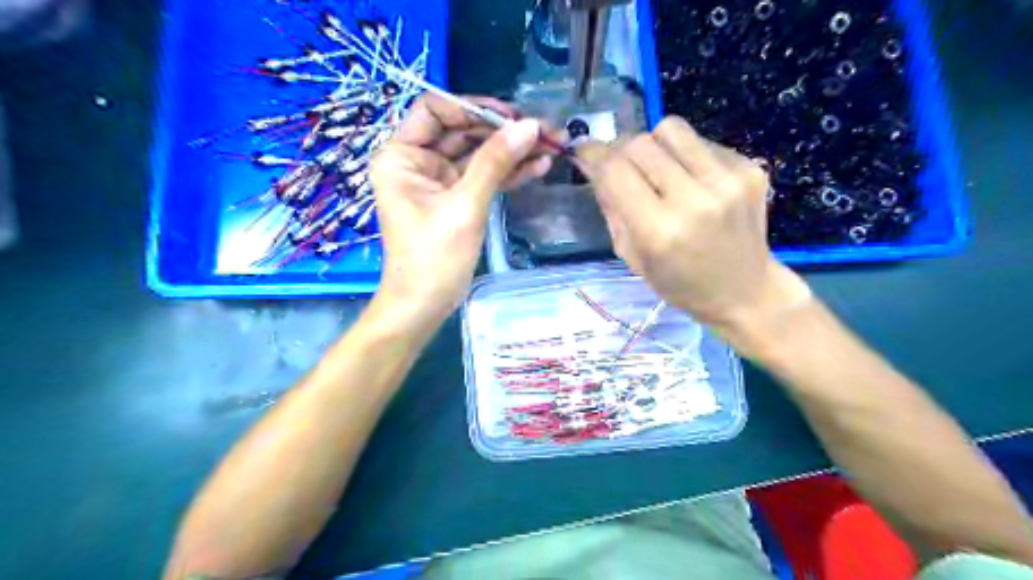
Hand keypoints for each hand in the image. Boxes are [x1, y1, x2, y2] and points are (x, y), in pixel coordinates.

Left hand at [369, 93, 552, 322]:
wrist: (424, 305)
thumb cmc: (433, 258)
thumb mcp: (464, 206)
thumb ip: (494, 162)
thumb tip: (530, 126)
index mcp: (401, 155)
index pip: (435, 110)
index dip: (472, 108)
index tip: (511, 116)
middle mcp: (417, 161)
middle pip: (461, 130)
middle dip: (501, 131)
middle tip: (542, 131)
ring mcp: (437, 180)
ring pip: (476, 154)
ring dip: (511, 151)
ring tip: (550, 146)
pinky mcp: (455, 198)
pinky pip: (482, 176)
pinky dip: (507, 172)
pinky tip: (538, 166)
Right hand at [578, 116, 811, 345]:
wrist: (744, 291)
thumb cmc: (680, 284)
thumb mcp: (632, 256)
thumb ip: (611, 207)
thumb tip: (592, 164)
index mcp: (659, 232)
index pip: (616, 170)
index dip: (594, 155)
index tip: (584, 152)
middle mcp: (694, 200)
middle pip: (641, 143)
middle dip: (621, 151)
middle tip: (621, 166)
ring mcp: (728, 181)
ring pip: (671, 129)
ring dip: (654, 145)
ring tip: (659, 169)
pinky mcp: (749, 168)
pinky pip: (700, 141)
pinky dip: (685, 155)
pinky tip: (691, 181)